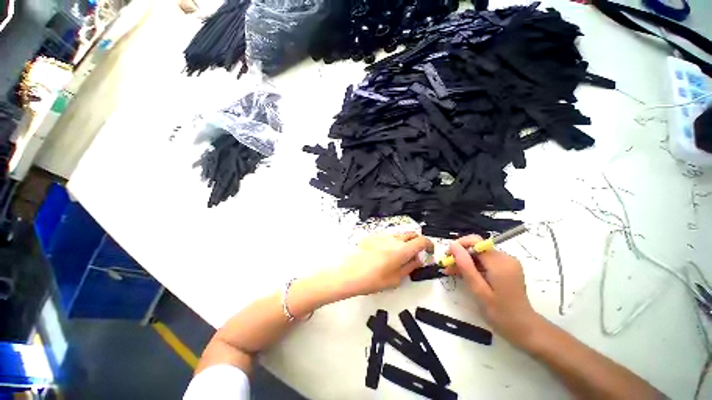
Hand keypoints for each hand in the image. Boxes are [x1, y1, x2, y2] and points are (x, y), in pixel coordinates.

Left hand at [333, 232, 433, 297]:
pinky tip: (383, 252)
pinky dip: (391, 241)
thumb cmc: (374, 279)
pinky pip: (387, 236)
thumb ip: (410, 266)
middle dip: (417, 242)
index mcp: (402, 249)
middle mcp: (394, 238)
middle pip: (411, 234)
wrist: (349, 273)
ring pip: (399, 234)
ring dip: (404, 241)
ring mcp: (382, 235)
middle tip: (414, 254)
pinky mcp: (372, 235)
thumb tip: (418, 259)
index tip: (429, 251)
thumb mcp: (396, 278)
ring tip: (397, 254)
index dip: (429, 244)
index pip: (422, 240)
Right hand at [446, 235, 542, 346]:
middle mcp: (505, 258)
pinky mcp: (506, 268)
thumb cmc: (500, 313)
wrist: (524, 329)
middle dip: (460, 255)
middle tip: (447, 268)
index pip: (475, 242)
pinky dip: (473, 266)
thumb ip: (465, 265)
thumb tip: (453, 245)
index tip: (447, 257)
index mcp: (500, 262)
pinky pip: (485, 261)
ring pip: (479, 254)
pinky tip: (464, 275)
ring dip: (465, 262)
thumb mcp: (478, 290)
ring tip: (451, 273)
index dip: (459, 246)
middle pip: (477, 248)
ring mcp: (507, 262)